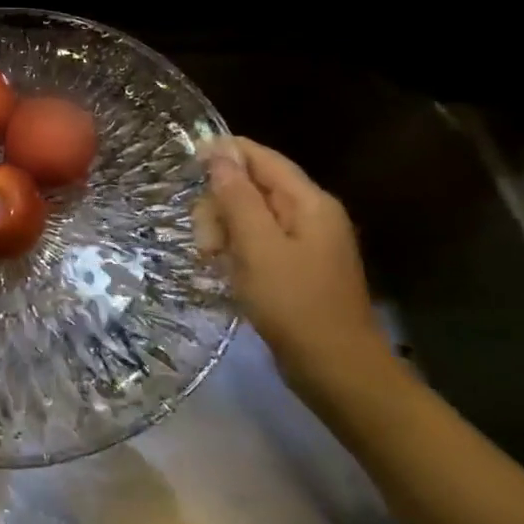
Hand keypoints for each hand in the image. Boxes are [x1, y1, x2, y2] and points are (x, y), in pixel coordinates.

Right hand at [194, 136, 387, 386]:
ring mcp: (305, 243)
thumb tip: (219, 152)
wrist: (337, 370)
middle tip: (206, 243)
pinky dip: (237, 252)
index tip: (186, 167)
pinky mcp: (296, 269)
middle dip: (220, 206)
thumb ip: (237, 197)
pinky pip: (258, 243)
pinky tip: (225, 272)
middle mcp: (310, 214)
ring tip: (212, 262)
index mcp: (309, 202)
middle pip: (253, 187)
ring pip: (250, 217)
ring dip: (224, 232)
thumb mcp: (258, 246)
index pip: (261, 157)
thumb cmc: (295, 304)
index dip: (224, 154)